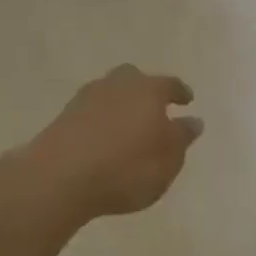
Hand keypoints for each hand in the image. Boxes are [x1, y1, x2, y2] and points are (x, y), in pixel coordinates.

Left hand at [27, 65, 202, 223]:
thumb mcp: (167, 160)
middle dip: (145, 90)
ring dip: (120, 104)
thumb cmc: (126, 168)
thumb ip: (182, 138)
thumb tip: (193, 120)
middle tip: (152, 108)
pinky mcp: (65, 115)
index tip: (187, 100)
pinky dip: (100, 119)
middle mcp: (118, 84)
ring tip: (126, 125)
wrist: (61, 176)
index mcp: (148, 90)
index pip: (169, 85)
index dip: (180, 92)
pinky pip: (91, 110)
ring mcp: (88, 97)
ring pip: (110, 92)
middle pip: (134, 78)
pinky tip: (102, 136)